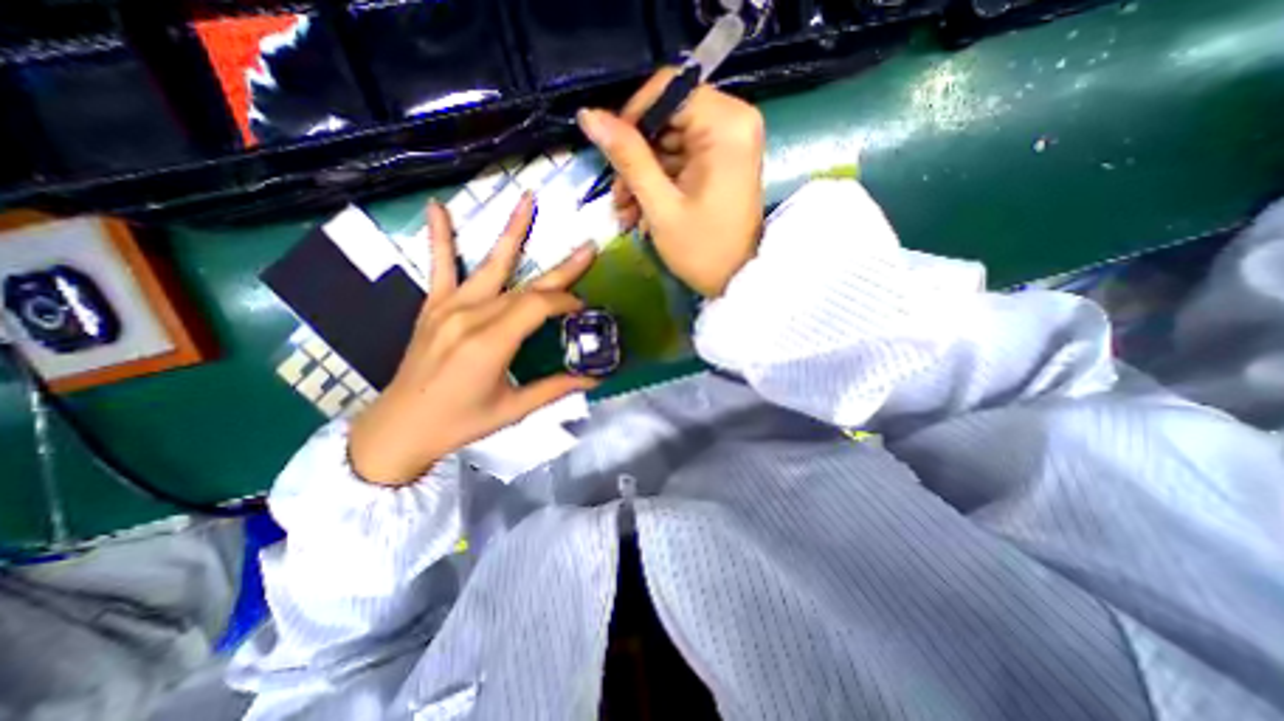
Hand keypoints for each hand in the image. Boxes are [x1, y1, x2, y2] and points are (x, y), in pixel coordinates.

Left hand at [344, 192, 597, 483]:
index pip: (539, 306)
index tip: (585, 308)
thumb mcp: (514, 409)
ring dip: (512, 231)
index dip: (567, 303)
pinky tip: (439, 208)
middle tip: (587, 248)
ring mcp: (449, 307)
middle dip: (562, 269)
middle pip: (526, 285)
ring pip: (490, 264)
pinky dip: (440, 237)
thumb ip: (556, 388)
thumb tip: (595, 378)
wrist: (400, 427)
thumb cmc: (461, 422)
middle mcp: (471, 316)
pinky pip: (439, 267)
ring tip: (527, 199)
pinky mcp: (433, 307)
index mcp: (491, 342)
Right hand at [579, 71, 759, 299]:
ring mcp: (729, 143)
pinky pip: (680, 160)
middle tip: (618, 198)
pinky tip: (642, 212)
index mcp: (726, 124)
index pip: (665, 90)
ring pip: (669, 142)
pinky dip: (658, 183)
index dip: (632, 119)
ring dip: (642, 176)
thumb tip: (588, 115)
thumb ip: (627, 157)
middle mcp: (734, 122)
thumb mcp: (660, 205)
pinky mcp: (722, 162)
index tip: (613, 157)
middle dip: (635, 158)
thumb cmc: (702, 250)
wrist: (737, 282)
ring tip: (627, 214)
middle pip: (666, 118)